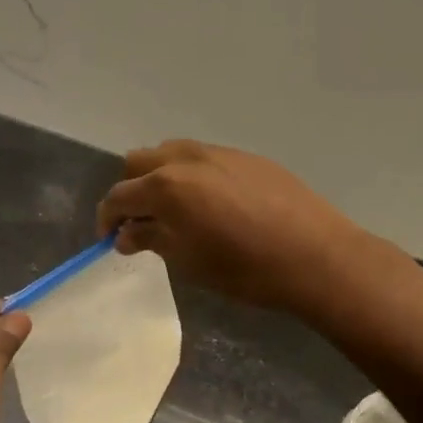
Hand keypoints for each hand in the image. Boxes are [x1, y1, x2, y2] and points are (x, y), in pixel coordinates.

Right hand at [96, 140, 369, 314]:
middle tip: (140, 222)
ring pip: (172, 152)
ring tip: (174, 210)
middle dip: (131, 190)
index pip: (119, 195)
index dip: (107, 218)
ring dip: (160, 176)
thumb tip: (126, 234)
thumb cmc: (245, 269)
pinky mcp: (246, 156)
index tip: (109, 239)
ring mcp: (219, 152)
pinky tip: (211, 203)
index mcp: (167, 186)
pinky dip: (191, 174)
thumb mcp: (189, 261)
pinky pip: (204, 157)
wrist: (315, 256)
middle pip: (139, 161)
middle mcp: (187, 159)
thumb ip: (152, 239)